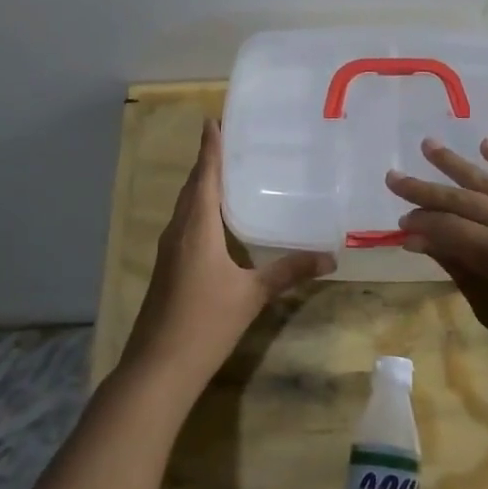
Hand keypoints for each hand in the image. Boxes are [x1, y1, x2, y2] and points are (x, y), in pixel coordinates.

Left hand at [121, 118, 333, 395]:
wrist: (158, 368)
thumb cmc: (205, 323)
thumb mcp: (252, 295)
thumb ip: (288, 272)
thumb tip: (330, 257)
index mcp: (196, 227)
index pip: (204, 176)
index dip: (209, 148)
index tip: (212, 120)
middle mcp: (178, 231)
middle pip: (192, 187)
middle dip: (207, 162)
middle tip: (228, 141)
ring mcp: (168, 250)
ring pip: (185, 206)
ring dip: (201, 186)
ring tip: (225, 172)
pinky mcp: (167, 268)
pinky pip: (184, 224)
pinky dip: (198, 209)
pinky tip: (214, 220)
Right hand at [387, 138, 487, 401]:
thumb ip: (459, 270)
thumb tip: (422, 240)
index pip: (450, 230)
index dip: (421, 225)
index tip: (398, 225)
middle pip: (466, 201)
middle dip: (426, 190)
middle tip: (394, 177)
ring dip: (458, 165)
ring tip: (429, 147)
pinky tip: (486, 146)